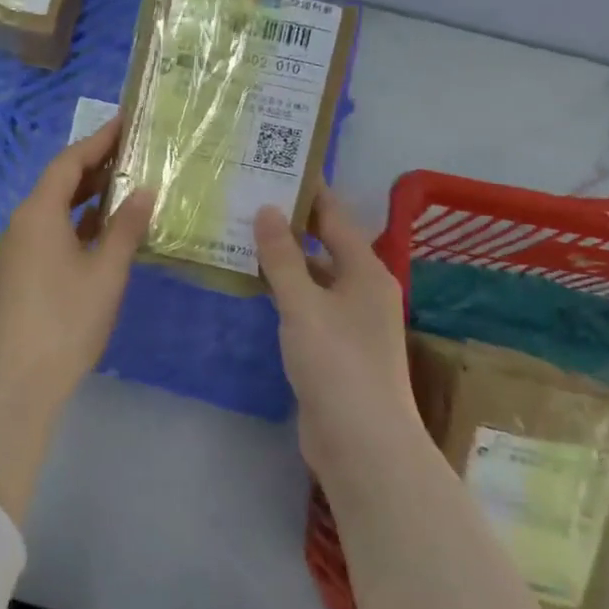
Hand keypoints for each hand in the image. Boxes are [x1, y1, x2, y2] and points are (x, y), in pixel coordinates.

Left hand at [0, 119, 154, 408]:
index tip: (126, 122)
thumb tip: (144, 191)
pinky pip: (52, 232)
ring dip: (89, 197)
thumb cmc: (65, 320)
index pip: (69, 162)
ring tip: (129, 185)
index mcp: (38, 212)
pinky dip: (79, 224)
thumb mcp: (105, 273)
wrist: (16, 380)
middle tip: (136, 152)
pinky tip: (107, 230)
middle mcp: (23, 222)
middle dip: (96, 166)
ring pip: (57, 209)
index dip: (98, 140)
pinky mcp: (22, 272)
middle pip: (60, 182)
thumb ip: (126, 228)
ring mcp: (19, 249)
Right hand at [255, 190, 423, 477]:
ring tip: (242, 234)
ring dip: (284, 259)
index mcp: (366, 271)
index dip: (309, 191)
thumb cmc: (337, 363)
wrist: (362, 442)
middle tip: (248, 198)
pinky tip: (254, 285)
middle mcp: (363, 290)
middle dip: (291, 223)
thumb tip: (268, 209)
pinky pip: (307, 306)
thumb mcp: (304, 304)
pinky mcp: (334, 348)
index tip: (278, 166)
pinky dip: (284, 291)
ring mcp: (350, 322)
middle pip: (325, 245)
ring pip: (313, 278)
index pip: (335, 217)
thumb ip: (283, 257)